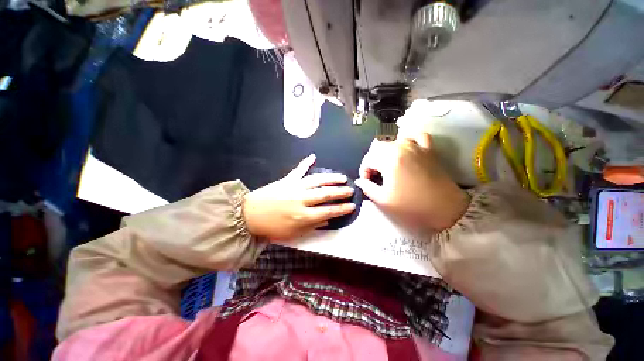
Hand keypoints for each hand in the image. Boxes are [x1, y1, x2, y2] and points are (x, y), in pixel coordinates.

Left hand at [243, 154, 355, 240]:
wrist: (249, 215)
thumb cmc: (272, 227)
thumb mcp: (294, 233)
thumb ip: (313, 226)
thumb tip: (329, 220)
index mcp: (303, 216)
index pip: (329, 211)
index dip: (342, 209)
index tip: (352, 205)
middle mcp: (302, 199)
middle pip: (326, 194)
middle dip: (341, 192)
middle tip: (351, 190)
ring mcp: (294, 187)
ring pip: (317, 180)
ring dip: (331, 178)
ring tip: (342, 177)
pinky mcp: (287, 180)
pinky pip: (298, 170)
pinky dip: (306, 162)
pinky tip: (313, 156)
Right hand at [356, 133, 469, 231]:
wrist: (446, 209)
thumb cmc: (411, 206)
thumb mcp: (383, 200)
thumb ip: (367, 187)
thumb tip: (360, 180)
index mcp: (389, 159)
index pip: (368, 159)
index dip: (364, 171)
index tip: (366, 182)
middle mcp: (401, 147)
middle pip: (378, 149)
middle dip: (373, 162)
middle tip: (375, 177)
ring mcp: (417, 146)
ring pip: (394, 141)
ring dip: (387, 152)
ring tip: (388, 166)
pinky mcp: (429, 150)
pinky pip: (416, 137)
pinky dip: (409, 141)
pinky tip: (407, 150)